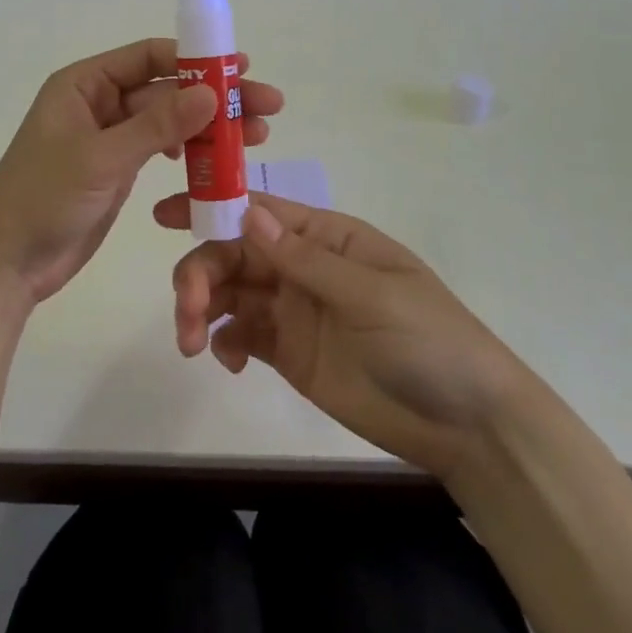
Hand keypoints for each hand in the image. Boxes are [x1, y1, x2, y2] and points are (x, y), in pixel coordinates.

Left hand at [0, 39, 283, 304]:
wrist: (6, 262)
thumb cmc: (43, 198)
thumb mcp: (102, 157)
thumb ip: (157, 125)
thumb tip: (212, 92)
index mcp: (84, 84)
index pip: (148, 58)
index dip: (196, 59)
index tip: (241, 69)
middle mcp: (98, 104)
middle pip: (166, 90)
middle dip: (214, 97)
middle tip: (267, 107)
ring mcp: (110, 138)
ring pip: (168, 122)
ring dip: (209, 128)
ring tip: (258, 137)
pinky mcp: (118, 170)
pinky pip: (161, 151)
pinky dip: (190, 154)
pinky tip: (218, 162)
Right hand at [154, 192, 523, 480]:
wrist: (467, 426)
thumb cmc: (429, 340)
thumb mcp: (371, 293)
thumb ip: (304, 258)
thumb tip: (247, 212)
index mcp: (325, 237)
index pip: (259, 210)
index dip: (211, 206)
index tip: (164, 216)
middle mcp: (302, 266)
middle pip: (233, 253)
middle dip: (200, 272)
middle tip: (186, 309)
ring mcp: (293, 310)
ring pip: (229, 293)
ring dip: (201, 308)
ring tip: (192, 343)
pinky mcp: (288, 353)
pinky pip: (240, 335)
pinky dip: (222, 342)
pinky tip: (228, 362)